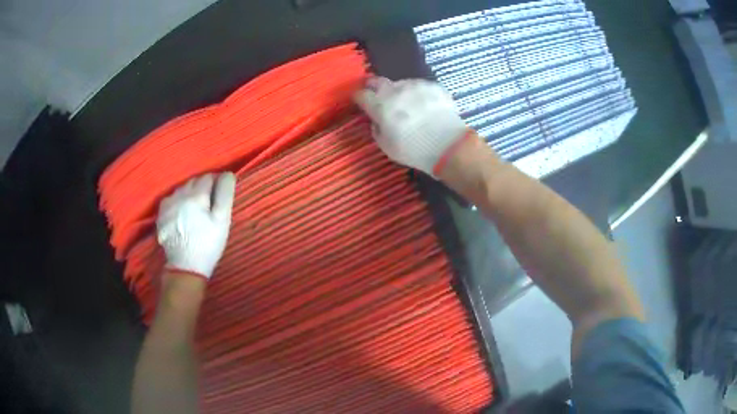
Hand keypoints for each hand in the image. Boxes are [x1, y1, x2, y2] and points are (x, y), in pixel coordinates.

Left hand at [156, 172, 235, 278]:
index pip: (209, 177)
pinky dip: (178, 202)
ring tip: (195, 211)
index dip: (216, 184)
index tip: (219, 198)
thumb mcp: (222, 221)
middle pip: (194, 181)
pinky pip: (171, 199)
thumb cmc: (208, 244)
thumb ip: (225, 194)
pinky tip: (182, 215)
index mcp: (196, 195)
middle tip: (209, 205)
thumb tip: (227, 174)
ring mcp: (167, 204)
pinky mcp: (160, 214)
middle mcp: (179, 194)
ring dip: (189, 194)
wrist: (185, 267)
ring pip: (181, 189)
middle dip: (202, 188)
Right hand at [353, 77, 469, 175]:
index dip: (359, 98)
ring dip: (400, 92)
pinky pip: (420, 87)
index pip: (361, 94)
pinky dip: (419, 94)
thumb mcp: (387, 146)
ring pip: (401, 84)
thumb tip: (377, 121)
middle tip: (379, 98)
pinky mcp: (433, 85)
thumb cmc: (414, 150)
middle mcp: (395, 90)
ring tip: (409, 106)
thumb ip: (377, 129)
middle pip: (377, 81)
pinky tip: (426, 106)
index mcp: (380, 105)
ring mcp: (415, 85)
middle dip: (374, 88)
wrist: (449, 145)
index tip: (361, 102)